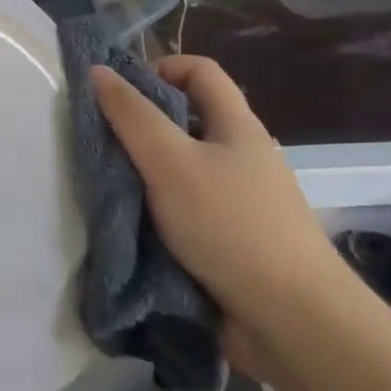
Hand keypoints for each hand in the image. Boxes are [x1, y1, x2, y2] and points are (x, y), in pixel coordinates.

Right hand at [90, 56, 353, 380]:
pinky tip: (133, 226)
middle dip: (143, 125)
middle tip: (103, 141)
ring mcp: (242, 202)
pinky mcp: (234, 242)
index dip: (159, 67)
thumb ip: (131, 115)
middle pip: (188, 120)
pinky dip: (160, 211)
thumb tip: (97, 70)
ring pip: (185, 169)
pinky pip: (188, 210)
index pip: (200, 71)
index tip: (119, 92)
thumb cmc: (230, 225)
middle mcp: (243, 157)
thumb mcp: (170, 161)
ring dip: (147, 173)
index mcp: (237, 126)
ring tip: (108, 185)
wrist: (293, 322)